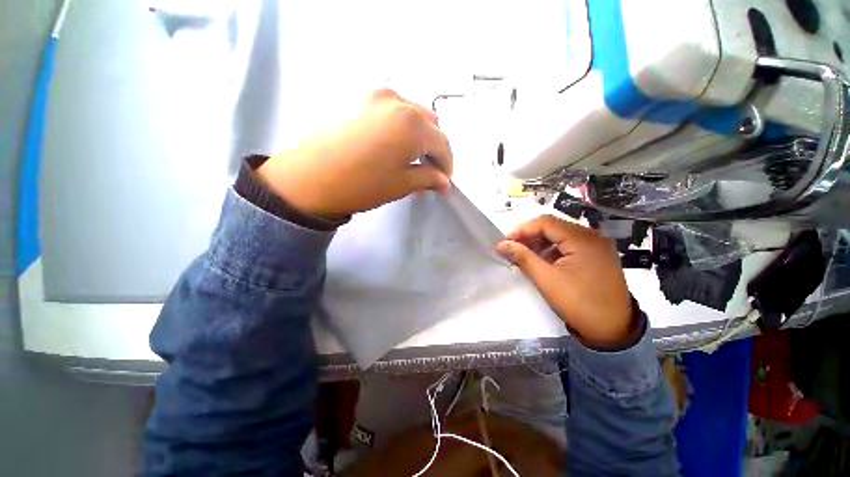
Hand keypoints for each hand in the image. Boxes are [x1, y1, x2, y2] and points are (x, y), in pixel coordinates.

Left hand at [256, 89, 452, 217]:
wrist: (307, 178)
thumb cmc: (360, 185)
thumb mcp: (401, 185)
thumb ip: (428, 179)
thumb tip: (445, 182)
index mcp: (411, 123)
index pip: (442, 143)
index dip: (447, 164)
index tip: (444, 181)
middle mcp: (397, 100)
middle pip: (430, 124)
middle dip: (434, 148)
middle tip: (429, 170)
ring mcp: (375, 95)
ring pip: (412, 113)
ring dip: (419, 135)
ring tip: (412, 157)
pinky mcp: (359, 98)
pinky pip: (392, 110)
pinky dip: (401, 126)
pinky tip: (394, 144)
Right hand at [496, 215, 635, 348]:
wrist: (614, 330)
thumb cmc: (579, 304)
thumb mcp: (546, 280)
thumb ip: (523, 257)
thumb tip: (501, 245)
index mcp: (582, 239)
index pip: (545, 223)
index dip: (522, 229)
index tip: (504, 241)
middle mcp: (591, 236)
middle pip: (553, 226)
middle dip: (529, 235)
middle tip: (510, 247)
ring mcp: (595, 246)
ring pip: (559, 235)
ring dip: (539, 242)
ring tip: (522, 254)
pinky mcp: (595, 256)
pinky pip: (568, 245)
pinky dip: (551, 250)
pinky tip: (540, 260)